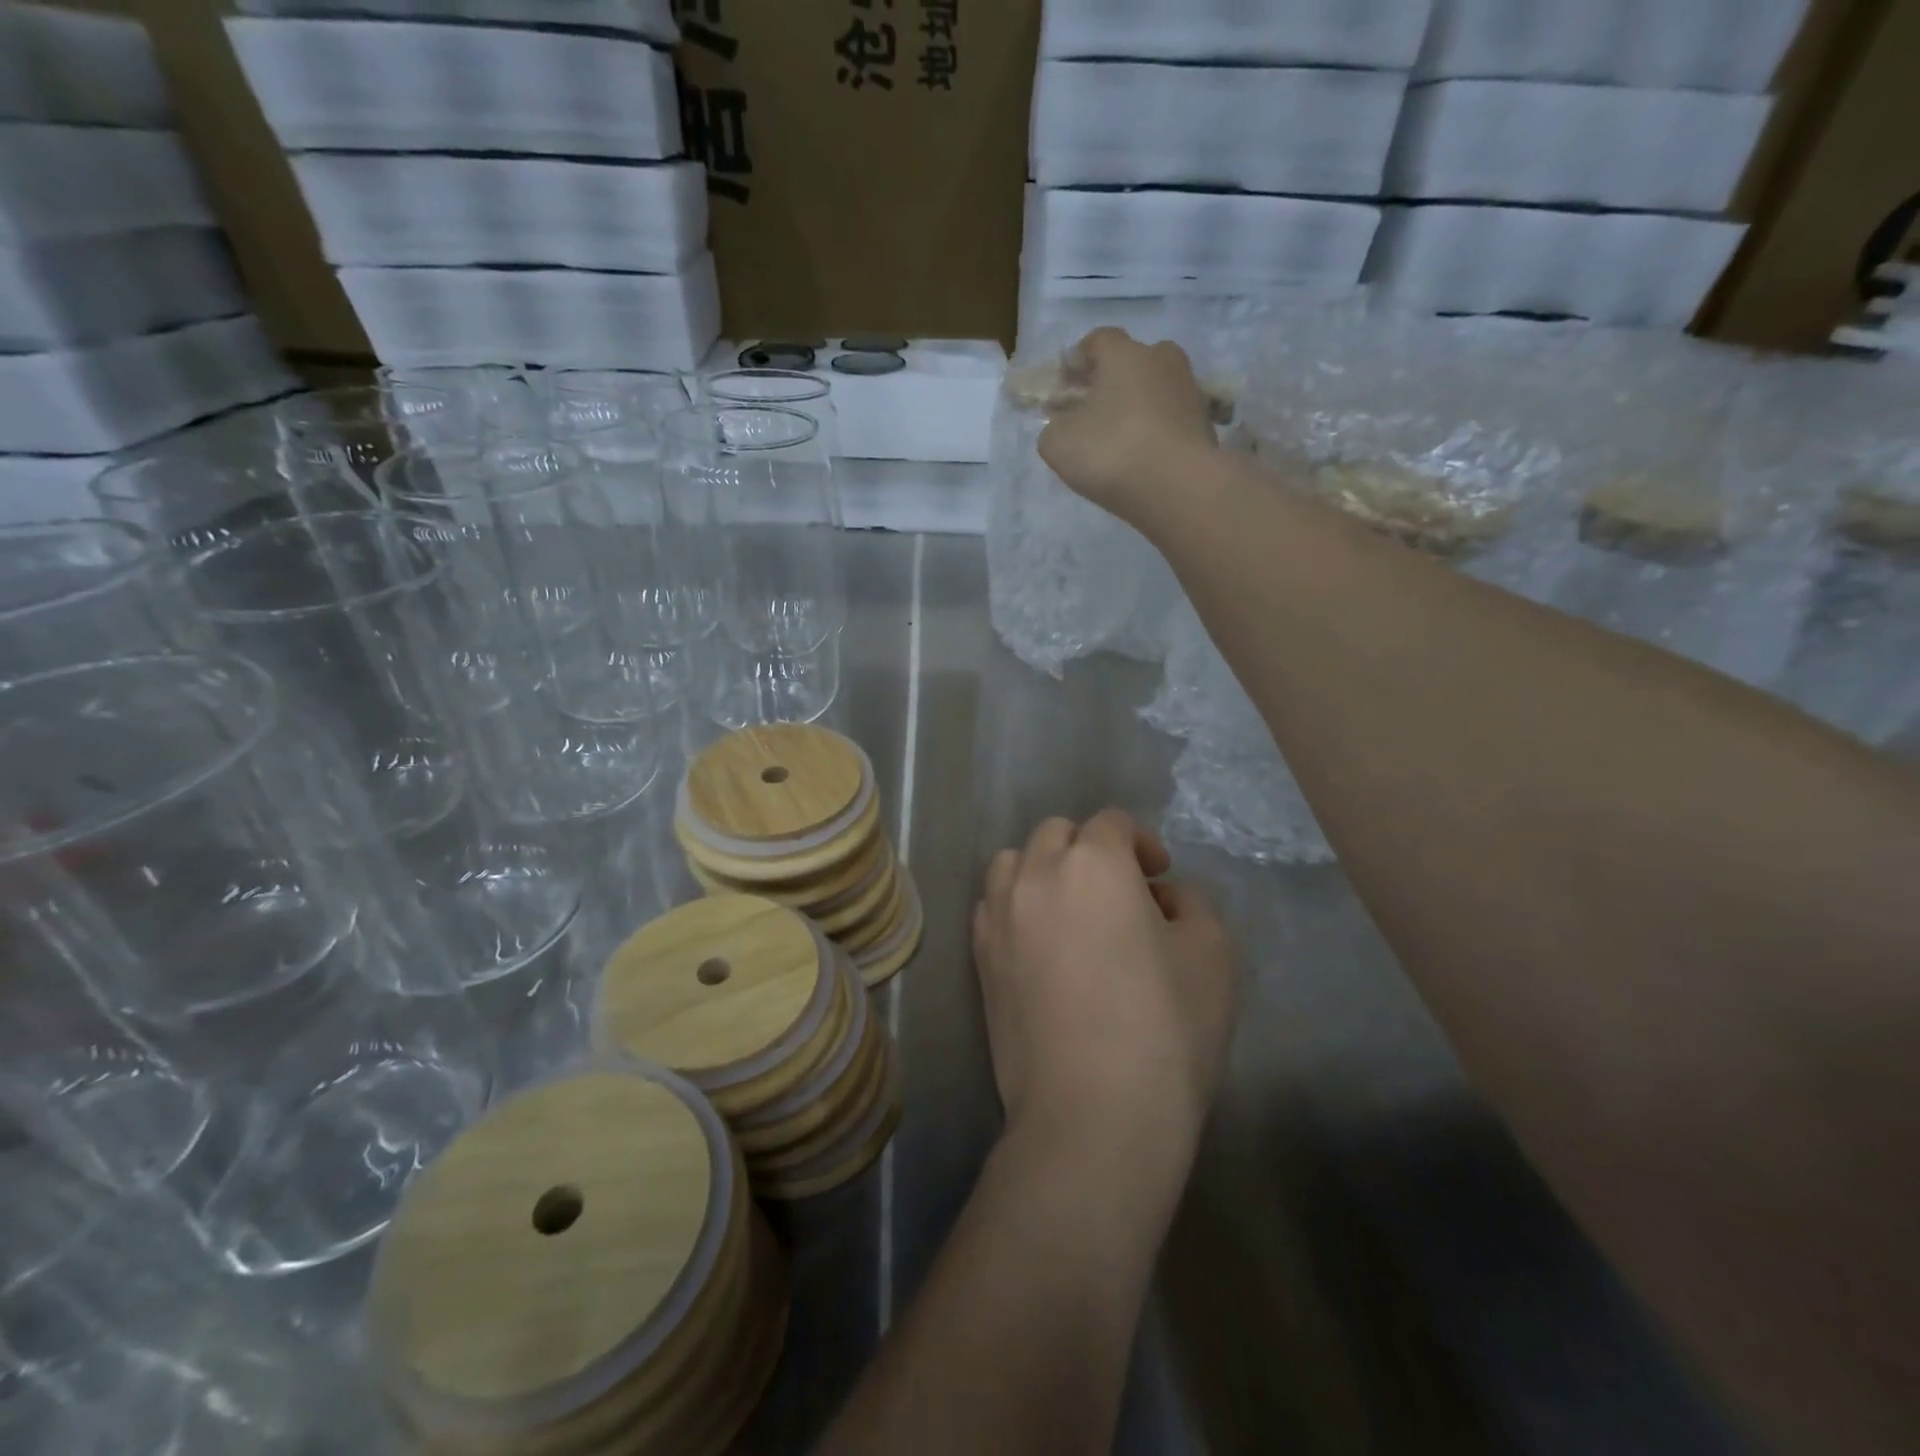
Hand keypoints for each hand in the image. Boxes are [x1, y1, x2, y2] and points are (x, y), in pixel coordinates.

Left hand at [973, 809, 1238, 1168]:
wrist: (1093, 1115)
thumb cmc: (1165, 1029)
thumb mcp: (1212, 953)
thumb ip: (1191, 903)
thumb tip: (1159, 896)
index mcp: (1093, 863)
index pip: (1111, 822)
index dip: (1141, 842)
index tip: (1159, 877)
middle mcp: (1035, 874)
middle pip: (1057, 833)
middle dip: (1091, 849)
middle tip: (1121, 893)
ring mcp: (999, 915)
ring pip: (1013, 862)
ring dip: (1044, 869)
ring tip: (1072, 910)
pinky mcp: (980, 957)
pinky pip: (992, 905)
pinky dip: (1016, 904)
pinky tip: (1041, 942)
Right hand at [1037, 329, 1217, 528]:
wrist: (1178, 488)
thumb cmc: (1111, 452)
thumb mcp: (1058, 443)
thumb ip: (1054, 426)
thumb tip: (1065, 425)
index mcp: (1124, 354)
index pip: (1097, 340)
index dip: (1077, 360)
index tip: (1064, 384)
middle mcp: (1162, 360)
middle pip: (1132, 362)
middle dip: (1111, 381)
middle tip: (1092, 411)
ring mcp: (1189, 391)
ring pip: (1154, 390)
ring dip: (1136, 406)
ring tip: (1119, 439)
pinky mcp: (1205, 424)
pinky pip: (1170, 419)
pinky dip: (1156, 431)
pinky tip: (1143, 457)